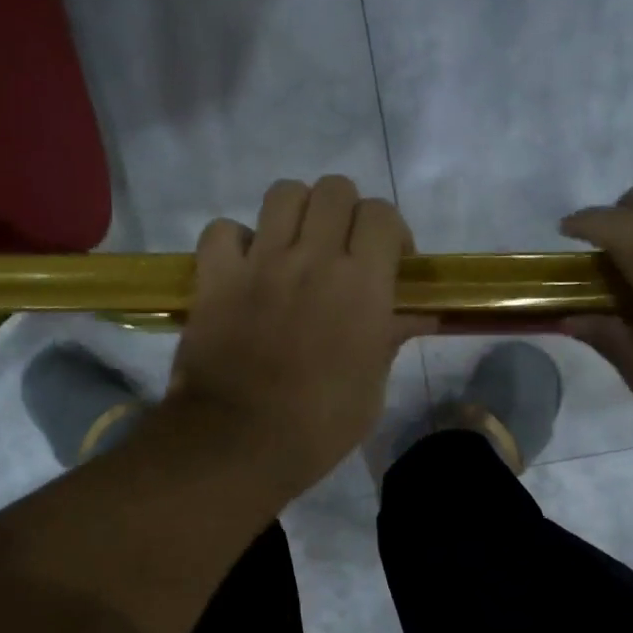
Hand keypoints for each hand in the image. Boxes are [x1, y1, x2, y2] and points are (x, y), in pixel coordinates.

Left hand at [168, 175, 432, 496]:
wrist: (240, 443)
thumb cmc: (319, 426)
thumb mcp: (371, 388)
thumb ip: (390, 338)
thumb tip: (418, 314)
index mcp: (362, 285)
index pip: (382, 214)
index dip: (389, 231)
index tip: (390, 263)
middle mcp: (313, 258)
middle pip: (334, 189)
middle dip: (344, 213)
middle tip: (341, 252)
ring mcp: (260, 262)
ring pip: (283, 193)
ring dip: (295, 214)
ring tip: (294, 249)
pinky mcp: (215, 276)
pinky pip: (223, 230)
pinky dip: (235, 241)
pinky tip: (244, 268)